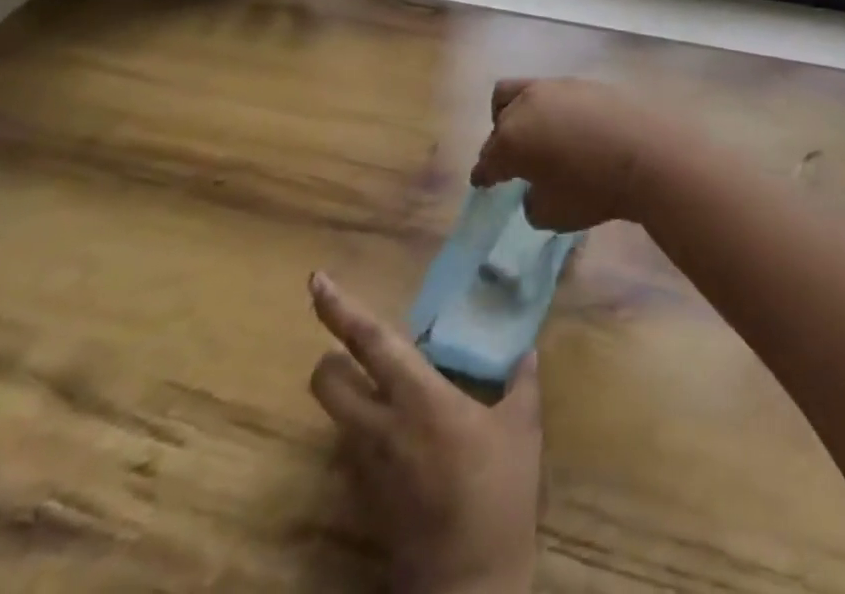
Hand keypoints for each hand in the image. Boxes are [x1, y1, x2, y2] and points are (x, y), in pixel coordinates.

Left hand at [308, 272, 539, 593]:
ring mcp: (366, 465)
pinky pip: (352, 448)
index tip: (317, 281)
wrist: (469, 585)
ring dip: (348, 395)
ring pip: (336, 415)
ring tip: (387, 390)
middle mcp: (381, 424)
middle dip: (331, 358)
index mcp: (419, 397)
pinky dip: (365, 430)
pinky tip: (402, 436)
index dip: (340, 309)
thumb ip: (522, 383)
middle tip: (357, 350)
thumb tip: (528, 352)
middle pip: (327, 380)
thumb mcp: (522, 430)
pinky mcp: (364, 498)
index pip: (369, 342)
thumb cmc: (498, 494)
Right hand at [470, 78, 694, 231]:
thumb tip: (535, 189)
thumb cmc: (594, 190)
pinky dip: (554, 111)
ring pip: (524, 93)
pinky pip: (558, 94)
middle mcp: (528, 104)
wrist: (649, 153)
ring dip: (523, 115)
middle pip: (500, 117)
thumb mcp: (553, 214)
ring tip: (537, 137)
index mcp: (511, 138)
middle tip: (510, 160)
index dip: (484, 174)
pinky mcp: (587, 82)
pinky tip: (569, 129)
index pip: (487, 159)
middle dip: (499, 139)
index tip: (483, 183)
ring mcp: (559, 88)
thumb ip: (532, 202)